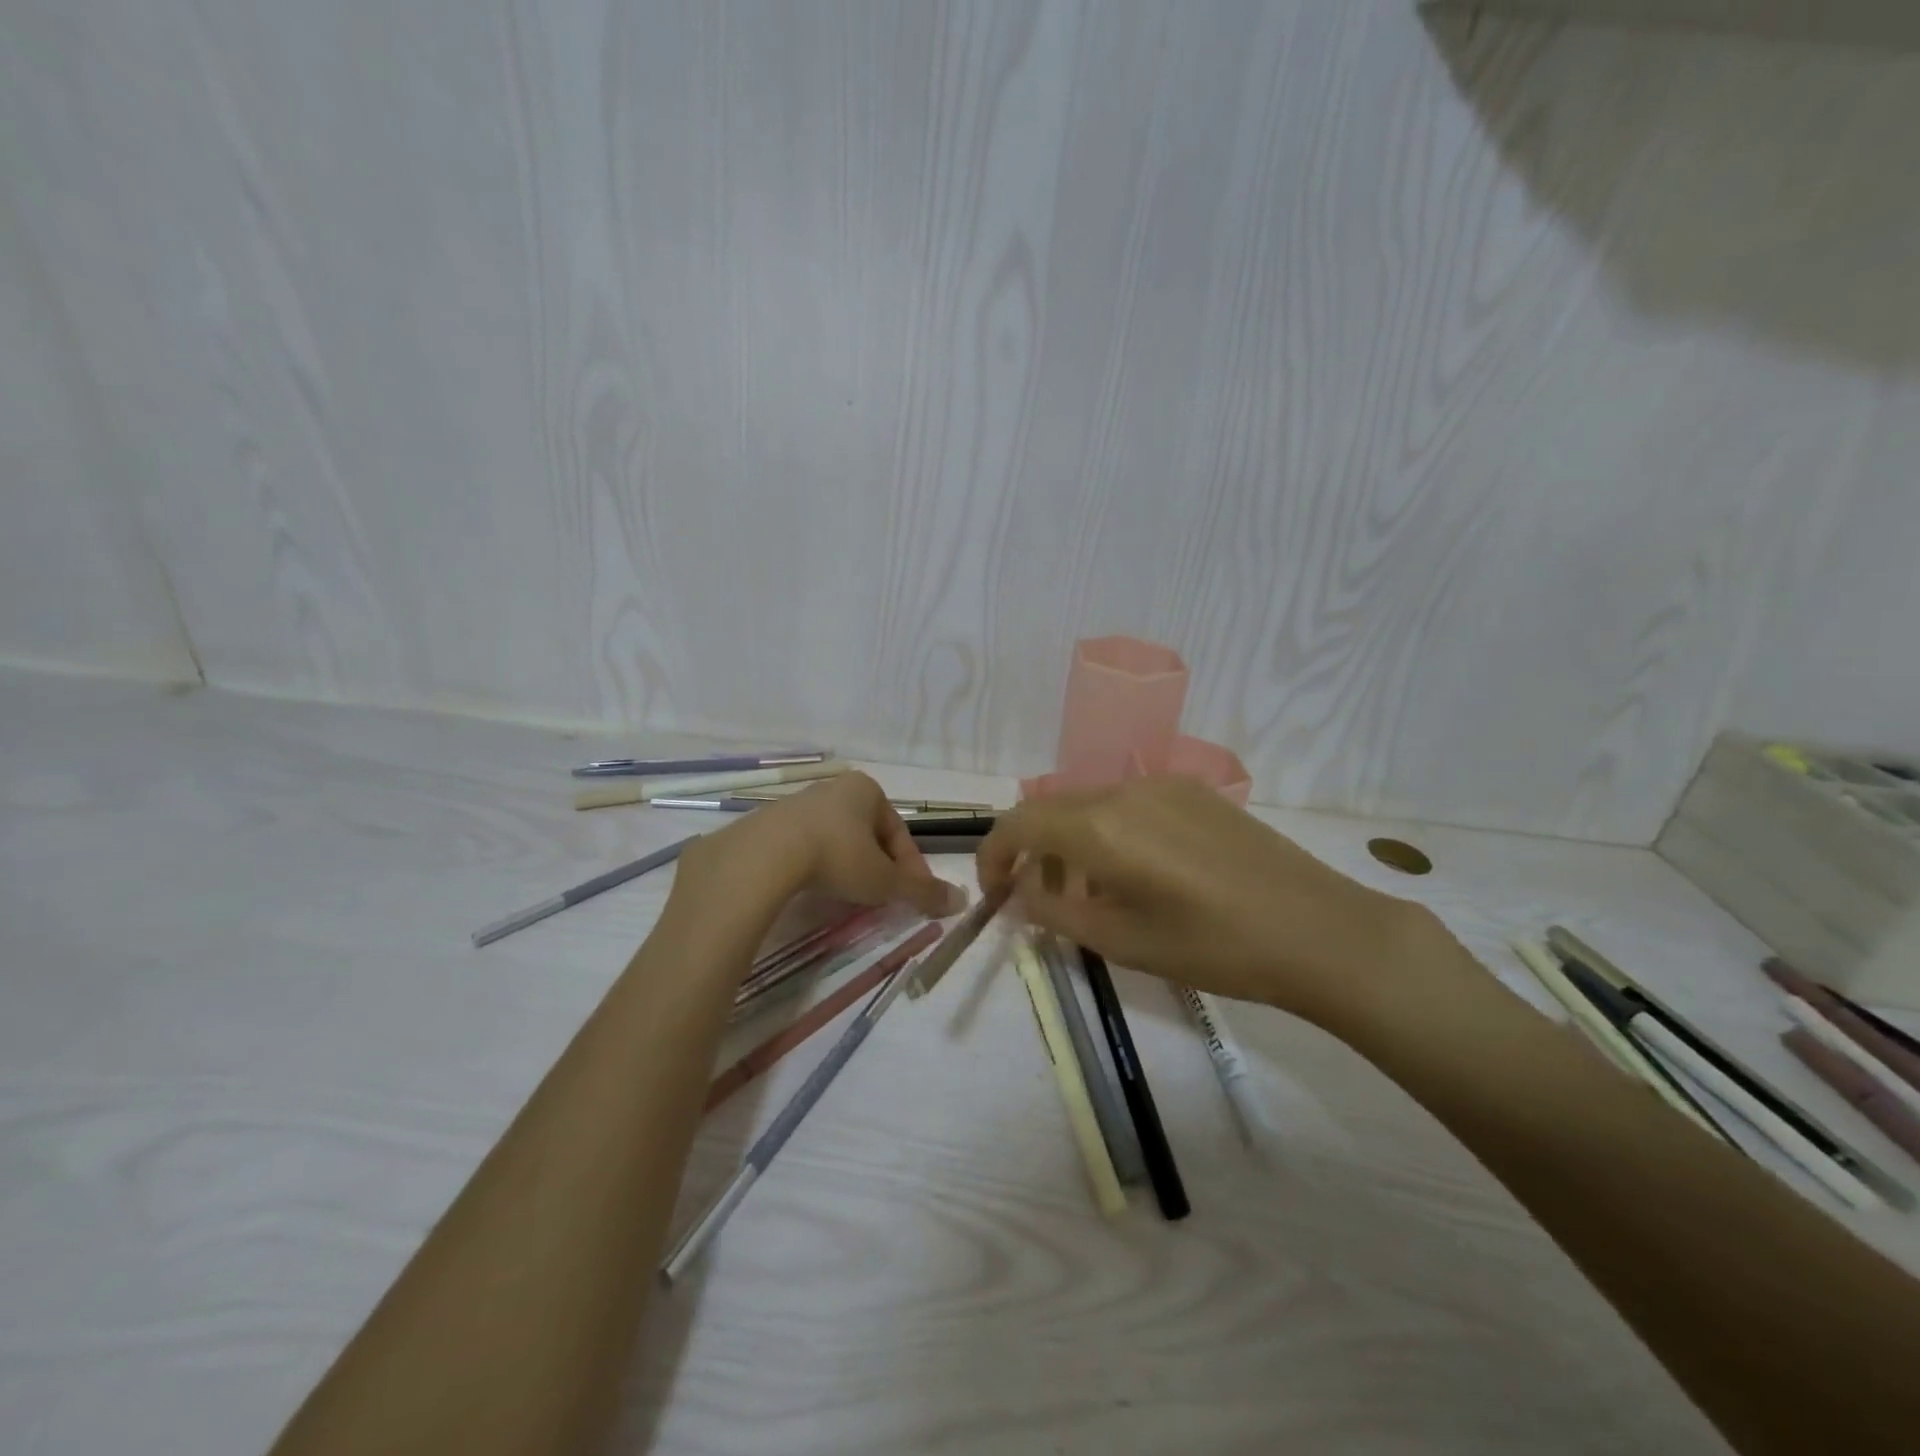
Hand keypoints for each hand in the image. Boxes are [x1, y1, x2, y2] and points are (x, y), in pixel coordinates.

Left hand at [692, 772, 965, 919]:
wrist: (765, 855)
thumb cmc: (838, 857)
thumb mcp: (885, 880)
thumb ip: (923, 890)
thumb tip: (961, 900)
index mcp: (868, 790)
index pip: (899, 833)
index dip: (911, 868)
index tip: (913, 897)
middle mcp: (834, 788)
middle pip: (868, 835)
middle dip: (878, 866)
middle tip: (881, 898)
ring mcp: (798, 803)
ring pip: (836, 840)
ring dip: (847, 866)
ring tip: (847, 899)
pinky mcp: (769, 823)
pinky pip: (804, 846)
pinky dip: (815, 867)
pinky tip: (812, 890)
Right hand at [976, 776, 1446, 1032]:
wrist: (1320, 931)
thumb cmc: (1215, 947)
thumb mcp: (1123, 942)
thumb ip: (1058, 914)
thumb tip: (1023, 897)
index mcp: (1101, 826)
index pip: (1020, 823)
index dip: (994, 855)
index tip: (995, 893)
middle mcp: (1125, 790)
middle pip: (1053, 809)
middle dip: (1033, 853)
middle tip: (1041, 902)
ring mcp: (1164, 786)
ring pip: (1090, 805)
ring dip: (1071, 843)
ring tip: (1090, 893)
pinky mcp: (1194, 792)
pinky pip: (1128, 804)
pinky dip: (1108, 833)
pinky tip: (1136, 874)